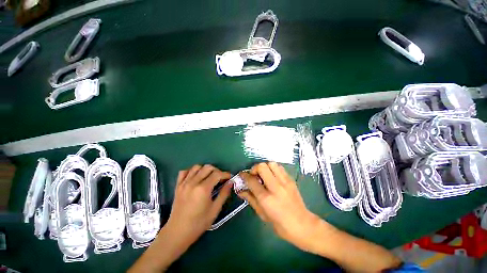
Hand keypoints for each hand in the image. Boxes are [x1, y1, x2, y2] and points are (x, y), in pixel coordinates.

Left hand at [166, 164, 231, 242]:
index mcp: (203, 189)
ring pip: (197, 167)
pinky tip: (195, 178)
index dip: (225, 174)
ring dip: (205, 169)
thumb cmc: (199, 223)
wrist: (178, 232)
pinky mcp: (178, 186)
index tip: (229, 178)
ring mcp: (184, 183)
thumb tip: (230, 182)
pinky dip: (191, 171)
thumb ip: (224, 194)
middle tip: (220, 179)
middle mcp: (193, 182)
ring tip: (209, 177)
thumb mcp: (215, 210)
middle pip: (208, 167)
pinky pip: (184, 172)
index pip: (217, 174)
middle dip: (217, 171)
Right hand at [238, 162, 323, 251]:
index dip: (244, 175)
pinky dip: (273, 169)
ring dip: (265, 167)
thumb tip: (240, 190)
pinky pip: (280, 167)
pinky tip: (273, 177)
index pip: (252, 181)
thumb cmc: (280, 224)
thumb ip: (250, 199)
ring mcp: (285, 182)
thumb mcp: (262, 214)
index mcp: (266, 198)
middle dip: (255, 168)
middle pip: (262, 167)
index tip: (242, 175)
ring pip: (272, 164)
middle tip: (254, 175)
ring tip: (264, 175)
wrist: (302, 225)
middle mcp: (276, 187)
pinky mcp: (291, 180)